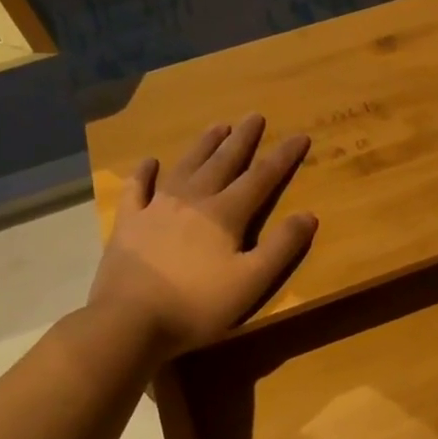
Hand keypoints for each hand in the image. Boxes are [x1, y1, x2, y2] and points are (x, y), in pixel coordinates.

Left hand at [87, 115, 317, 354]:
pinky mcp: (129, 223)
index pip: (261, 178)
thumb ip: (282, 247)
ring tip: (218, 126)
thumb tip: (309, 215)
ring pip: (186, 167)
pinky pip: (137, 189)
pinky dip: (144, 172)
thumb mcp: (252, 282)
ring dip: (204, 145)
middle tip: (254, 116)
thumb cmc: (197, 305)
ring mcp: (156, 208)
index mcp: (225, 214)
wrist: (129, 322)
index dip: (282, 157)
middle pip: (223, 163)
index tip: (299, 136)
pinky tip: (149, 161)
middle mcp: (193, 200)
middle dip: (242, 139)